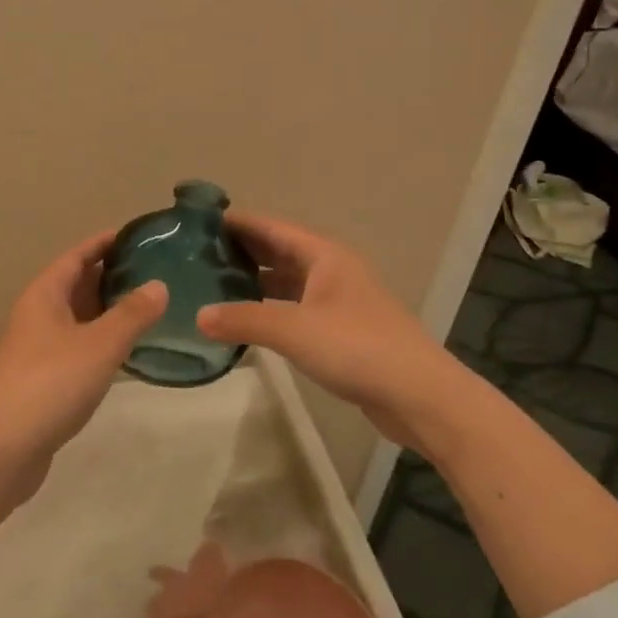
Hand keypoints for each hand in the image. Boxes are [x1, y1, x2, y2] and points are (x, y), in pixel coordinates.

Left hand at [0, 230, 167, 465]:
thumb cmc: (49, 384)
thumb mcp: (99, 345)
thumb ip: (131, 314)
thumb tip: (159, 285)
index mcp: (45, 295)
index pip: (77, 255)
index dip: (104, 242)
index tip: (138, 235)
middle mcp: (38, 315)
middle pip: (77, 284)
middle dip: (111, 274)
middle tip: (155, 269)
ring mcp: (38, 349)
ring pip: (78, 318)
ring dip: (108, 309)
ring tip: (148, 305)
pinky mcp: (43, 380)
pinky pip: (77, 347)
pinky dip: (101, 341)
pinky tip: (126, 351)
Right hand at [197, 212, 457, 447]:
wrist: (419, 395)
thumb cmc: (357, 348)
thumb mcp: (294, 330)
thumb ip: (244, 320)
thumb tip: (198, 316)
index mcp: (324, 255)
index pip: (272, 227)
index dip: (239, 222)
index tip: (201, 221)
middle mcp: (332, 270)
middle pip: (280, 250)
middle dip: (243, 249)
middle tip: (198, 253)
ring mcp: (339, 301)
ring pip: (289, 281)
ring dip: (256, 280)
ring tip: (215, 284)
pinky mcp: (342, 330)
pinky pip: (297, 308)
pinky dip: (271, 308)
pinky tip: (248, 320)